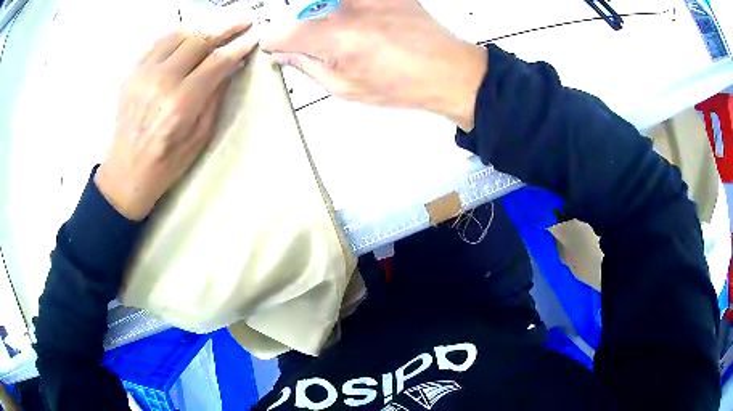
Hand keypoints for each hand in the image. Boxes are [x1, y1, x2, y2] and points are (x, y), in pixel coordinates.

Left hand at [95, 22, 258, 220]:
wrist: (126, 173)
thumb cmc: (166, 163)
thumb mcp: (200, 137)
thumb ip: (215, 97)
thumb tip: (230, 66)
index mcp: (181, 103)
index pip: (217, 61)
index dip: (238, 46)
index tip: (253, 36)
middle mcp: (161, 81)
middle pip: (199, 40)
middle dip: (225, 28)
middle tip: (242, 22)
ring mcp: (143, 74)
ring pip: (178, 35)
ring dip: (202, 28)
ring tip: (217, 28)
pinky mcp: (132, 74)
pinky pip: (158, 43)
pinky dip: (177, 36)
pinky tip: (188, 37)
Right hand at [262, 0, 486, 130]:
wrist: (449, 70)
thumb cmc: (403, 85)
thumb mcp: (347, 89)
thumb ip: (308, 68)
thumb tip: (283, 56)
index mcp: (334, 38)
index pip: (281, 33)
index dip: (276, 43)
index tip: (279, 50)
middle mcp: (346, 9)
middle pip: (300, 12)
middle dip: (300, 29)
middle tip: (317, 45)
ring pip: (323, 3)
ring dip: (322, 16)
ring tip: (348, 37)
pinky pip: (349, 2)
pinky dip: (346, 10)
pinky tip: (363, 25)